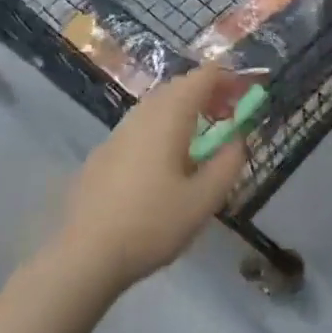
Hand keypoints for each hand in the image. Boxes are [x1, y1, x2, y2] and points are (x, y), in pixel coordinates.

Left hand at [58, 64, 248, 292]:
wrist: (83, 257)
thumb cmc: (151, 224)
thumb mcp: (204, 200)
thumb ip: (229, 163)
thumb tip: (238, 139)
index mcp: (170, 115)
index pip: (204, 76)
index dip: (230, 78)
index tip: (248, 95)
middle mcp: (143, 113)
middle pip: (180, 85)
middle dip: (209, 92)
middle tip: (230, 116)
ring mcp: (119, 131)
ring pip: (159, 104)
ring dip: (186, 110)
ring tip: (202, 139)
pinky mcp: (103, 153)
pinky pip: (142, 125)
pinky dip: (164, 127)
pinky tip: (166, 162)